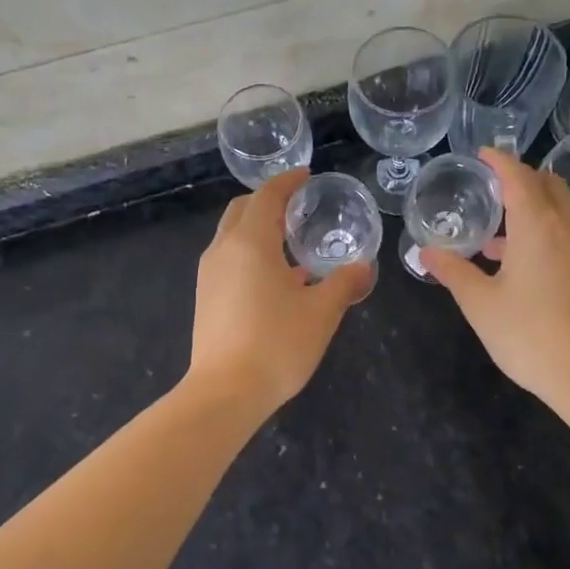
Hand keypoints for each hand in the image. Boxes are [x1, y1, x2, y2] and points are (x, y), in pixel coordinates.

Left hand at [189, 168, 372, 414]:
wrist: (225, 393)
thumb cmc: (277, 344)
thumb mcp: (322, 312)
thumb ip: (344, 283)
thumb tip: (364, 267)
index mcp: (251, 243)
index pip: (266, 197)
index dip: (287, 182)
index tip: (306, 176)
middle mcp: (223, 250)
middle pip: (242, 210)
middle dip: (267, 201)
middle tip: (297, 205)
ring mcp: (209, 275)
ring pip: (232, 236)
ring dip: (258, 229)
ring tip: (290, 242)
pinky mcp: (205, 298)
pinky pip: (228, 260)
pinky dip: (250, 253)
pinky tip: (275, 278)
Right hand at [420, 149, 569, 410]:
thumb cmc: (531, 336)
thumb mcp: (481, 305)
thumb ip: (453, 272)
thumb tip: (426, 252)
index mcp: (538, 226)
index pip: (518, 176)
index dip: (499, 161)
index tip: (482, 154)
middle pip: (548, 184)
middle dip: (521, 180)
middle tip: (492, 192)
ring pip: (565, 209)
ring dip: (537, 208)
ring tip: (502, 237)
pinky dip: (552, 229)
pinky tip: (531, 264)